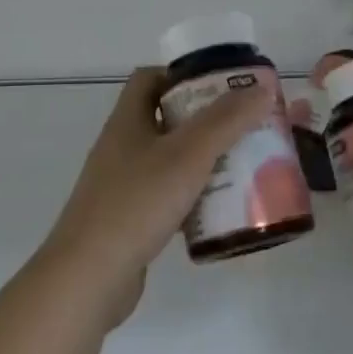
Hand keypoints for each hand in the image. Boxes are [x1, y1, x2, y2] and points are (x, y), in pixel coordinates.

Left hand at [38, 67, 273, 329]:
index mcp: (127, 121)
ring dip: (204, 159)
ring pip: (170, 160)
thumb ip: (227, 119)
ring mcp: (123, 186)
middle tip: (245, 125)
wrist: (89, 279)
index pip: (150, 79)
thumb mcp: (189, 154)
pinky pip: (168, 196)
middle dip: (206, 119)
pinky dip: (194, 197)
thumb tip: (264, 86)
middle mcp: (122, 147)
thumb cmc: (137, 204)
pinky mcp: (130, 220)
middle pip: (166, 119)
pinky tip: (221, 209)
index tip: (222, 84)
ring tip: (244, 165)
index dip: (183, 74)